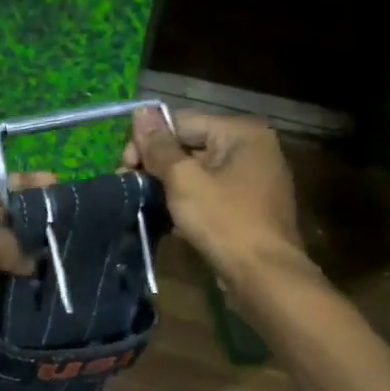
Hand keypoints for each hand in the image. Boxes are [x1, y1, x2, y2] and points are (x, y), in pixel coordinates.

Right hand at [123, 107, 316, 290]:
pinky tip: (166, 219)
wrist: (265, 279)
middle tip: (130, 186)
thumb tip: (139, 111)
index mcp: (242, 133)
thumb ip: (159, 146)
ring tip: (144, 204)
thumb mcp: (183, 180)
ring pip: (197, 172)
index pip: (181, 122)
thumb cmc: (224, 222)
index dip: (148, 142)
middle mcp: (252, 148)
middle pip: (189, 145)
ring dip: (168, 185)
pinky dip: (188, 202)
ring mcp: (253, 179)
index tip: (124, 168)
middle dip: (157, 166)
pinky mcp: (248, 207)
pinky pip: (210, 193)